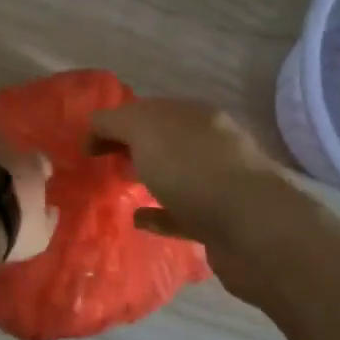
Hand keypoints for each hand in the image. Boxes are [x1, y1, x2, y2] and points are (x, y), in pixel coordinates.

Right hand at [86, 99, 286, 249]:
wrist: (253, 230)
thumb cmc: (194, 170)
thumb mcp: (145, 130)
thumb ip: (114, 122)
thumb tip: (94, 126)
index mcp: (193, 115)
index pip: (147, 109)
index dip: (114, 122)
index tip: (86, 145)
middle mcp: (208, 143)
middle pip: (162, 140)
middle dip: (131, 147)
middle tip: (99, 164)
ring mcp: (217, 183)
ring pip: (172, 175)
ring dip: (146, 178)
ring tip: (116, 188)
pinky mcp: (219, 221)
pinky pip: (180, 213)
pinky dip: (158, 214)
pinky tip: (137, 220)